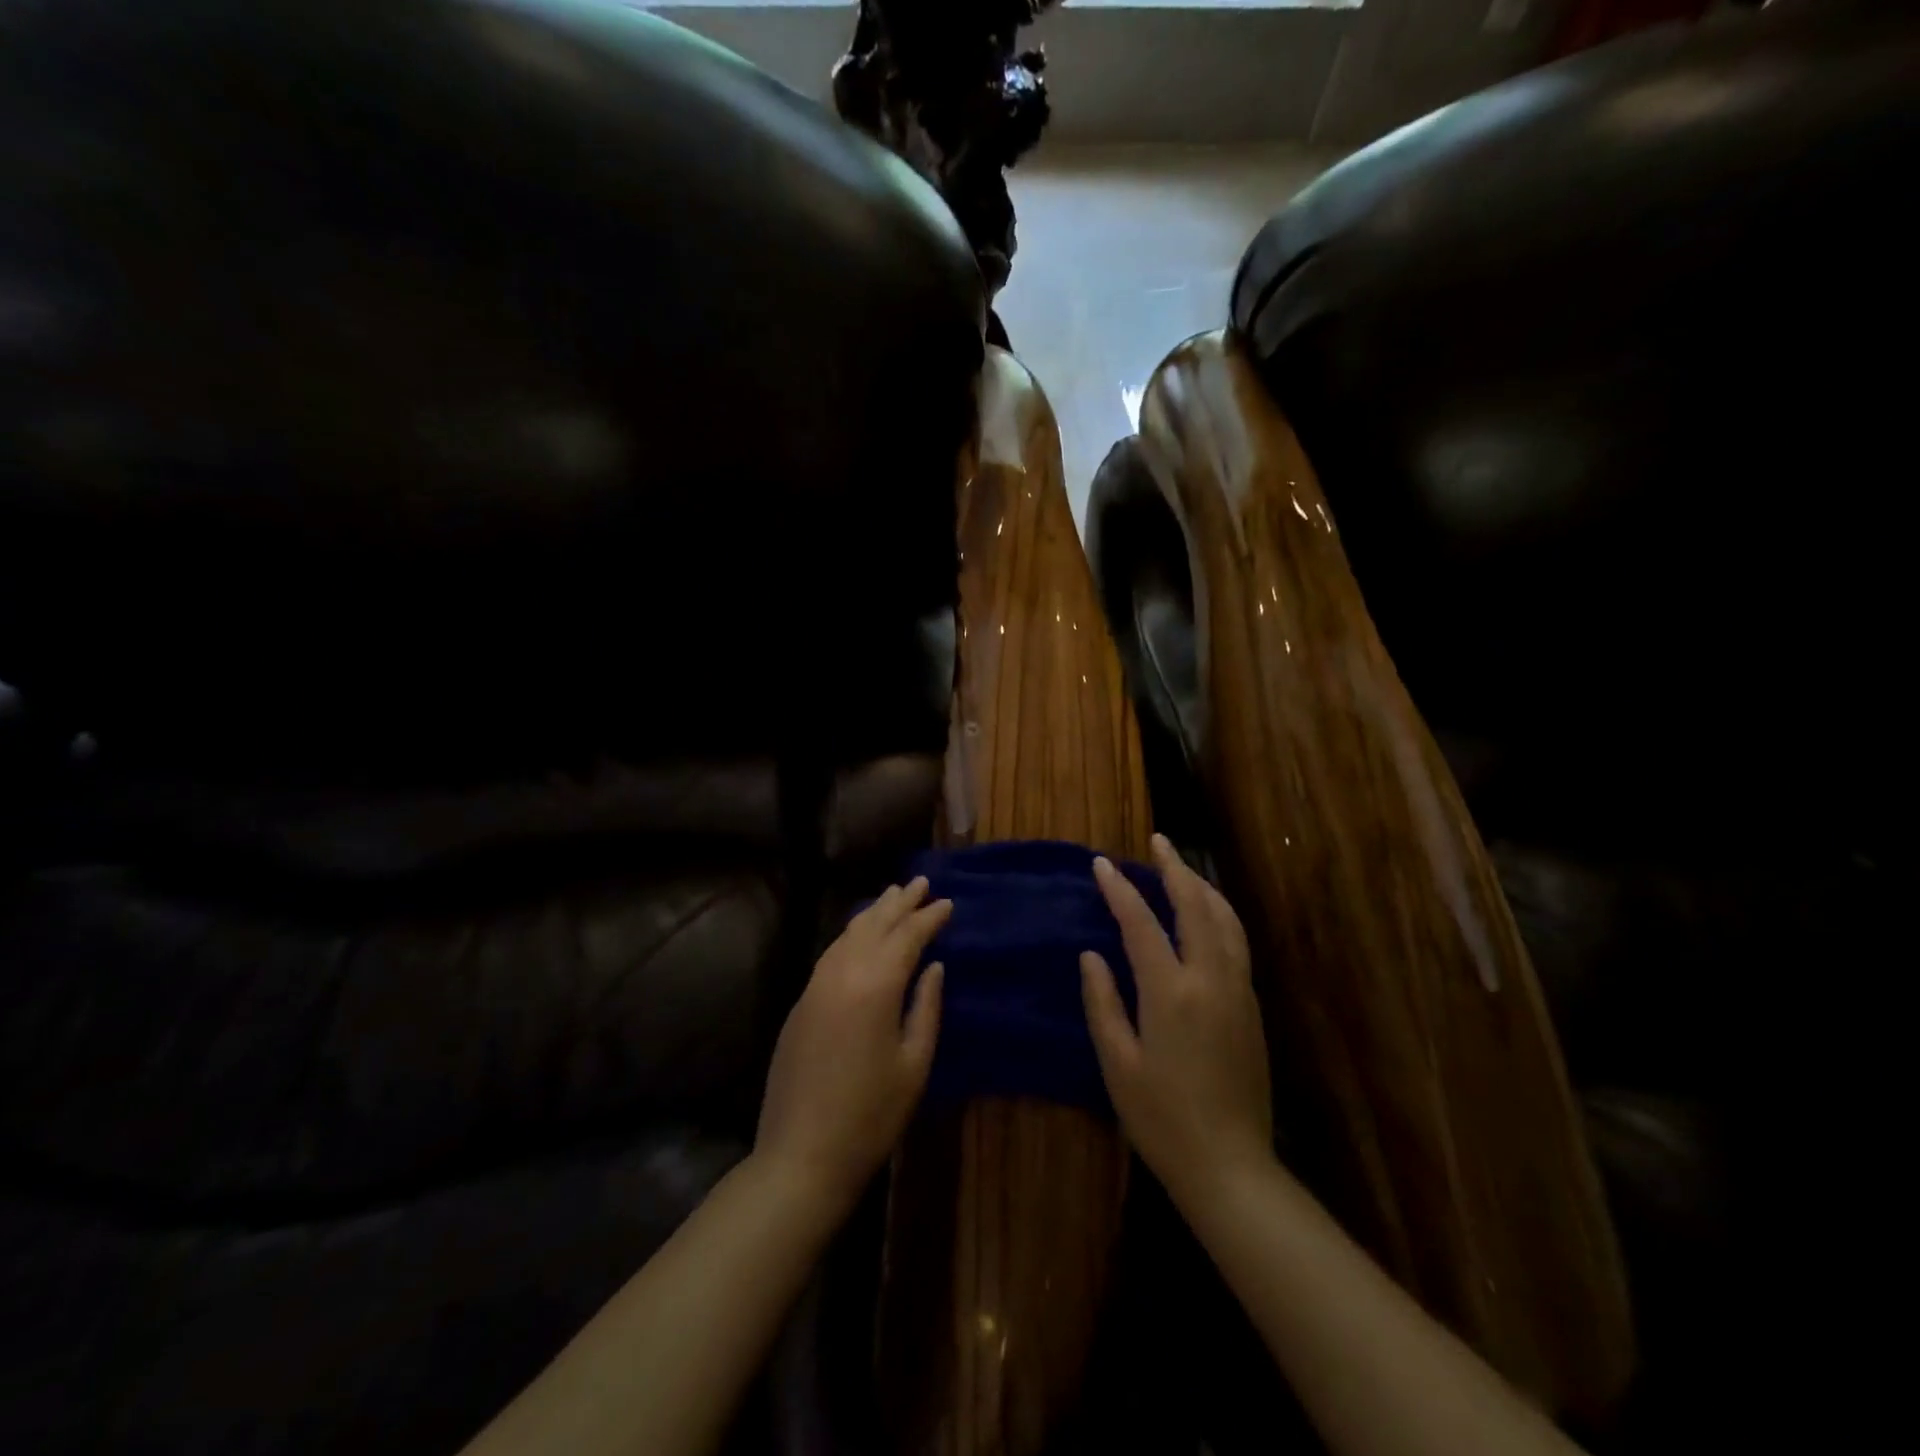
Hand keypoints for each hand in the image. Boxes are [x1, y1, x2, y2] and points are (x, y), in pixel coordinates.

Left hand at [755, 877, 949, 1214]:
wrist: (801, 1155)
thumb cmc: (871, 1115)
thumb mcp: (914, 1064)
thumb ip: (926, 1007)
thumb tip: (934, 966)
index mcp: (876, 985)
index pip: (907, 936)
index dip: (929, 917)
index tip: (948, 903)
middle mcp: (842, 973)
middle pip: (875, 925)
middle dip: (900, 902)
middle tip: (921, 883)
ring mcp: (816, 986)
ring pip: (848, 934)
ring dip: (873, 913)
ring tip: (893, 895)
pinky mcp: (801, 1002)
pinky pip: (831, 953)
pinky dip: (851, 935)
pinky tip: (860, 934)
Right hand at [1081, 835, 1273, 1207]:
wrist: (1231, 1166)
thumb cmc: (1161, 1118)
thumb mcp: (1117, 1063)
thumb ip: (1103, 1002)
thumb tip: (1092, 955)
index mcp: (1171, 992)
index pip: (1142, 923)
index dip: (1120, 889)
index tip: (1102, 863)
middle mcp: (1210, 979)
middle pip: (1195, 906)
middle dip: (1175, 868)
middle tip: (1158, 842)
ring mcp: (1238, 991)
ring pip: (1226, 920)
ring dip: (1203, 887)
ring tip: (1183, 868)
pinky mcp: (1252, 1006)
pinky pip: (1237, 942)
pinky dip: (1220, 914)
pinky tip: (1208, 914)